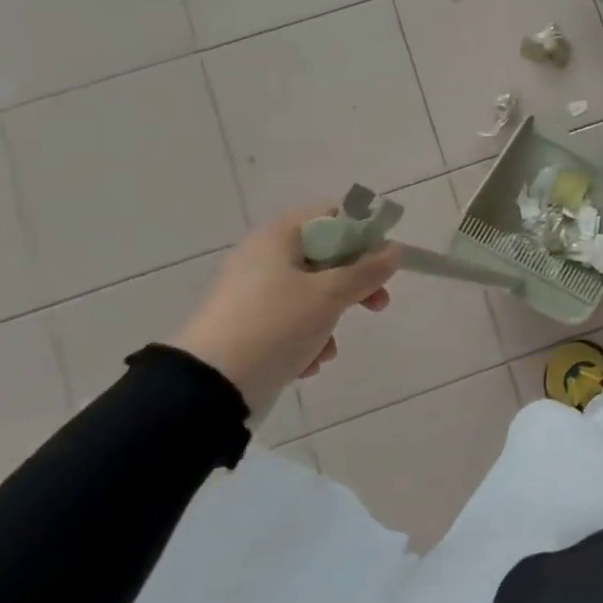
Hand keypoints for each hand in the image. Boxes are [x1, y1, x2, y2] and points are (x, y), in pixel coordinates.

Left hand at [167, 207, 401, 418]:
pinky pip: (291, 320)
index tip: (383, 261)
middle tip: (378, 303)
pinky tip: (308, 362)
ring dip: (332, 318)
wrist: (208, 387)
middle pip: (327, 257)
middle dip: (356, 283)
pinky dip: (307, 338)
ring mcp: (253, 292)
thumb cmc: (275, 325)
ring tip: (329, 348)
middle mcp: (263, 257)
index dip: (364, 233)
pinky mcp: (247, 325)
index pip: (333, 215)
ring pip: (313, 293)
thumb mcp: (330, 295)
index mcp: (278, 237)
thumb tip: (395, 250)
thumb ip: (368, 270)